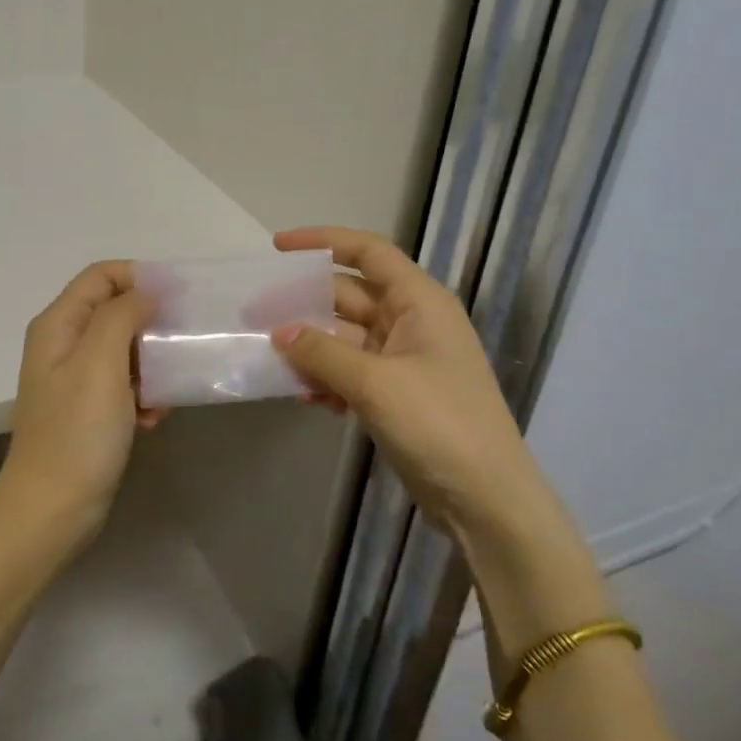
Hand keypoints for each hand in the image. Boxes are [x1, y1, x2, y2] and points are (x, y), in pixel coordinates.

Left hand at [0, 260, 161, 546]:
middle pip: (115, 310)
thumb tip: (144, 293)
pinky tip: (153, 418)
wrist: (52, 511)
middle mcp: (63, 344)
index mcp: (59, 325)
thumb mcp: (100, 363)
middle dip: (151, 324)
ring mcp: (75, 379)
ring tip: (167, 390)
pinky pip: (124, 384)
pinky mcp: (89, 410)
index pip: (101, 275)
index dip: (139, 277)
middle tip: (182, 344)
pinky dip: (143, 394)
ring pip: (125, 349)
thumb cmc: (77, 433)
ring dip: (152, 365)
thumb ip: (121, 316)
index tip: (178, 298)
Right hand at [270, 226, 547, 539]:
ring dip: (310, 347)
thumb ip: (322, 352)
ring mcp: (402, 360)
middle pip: (348, 297)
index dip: (323, 241)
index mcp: (419, 301)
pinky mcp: (395, 394)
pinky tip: (302, 396)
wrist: (485, 499)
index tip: (278, 247)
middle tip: (254, 314)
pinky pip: (350, 372)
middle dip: (303, 304)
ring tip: (268, 358)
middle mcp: (411, 322)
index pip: (368, 253)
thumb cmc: (438, 424)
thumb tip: (279, 331)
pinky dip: (326, 379)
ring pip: (344, 338)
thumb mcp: (375, 383)